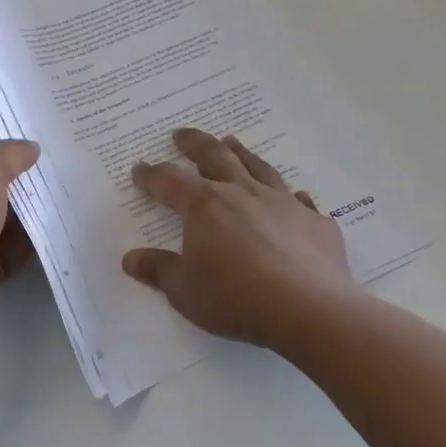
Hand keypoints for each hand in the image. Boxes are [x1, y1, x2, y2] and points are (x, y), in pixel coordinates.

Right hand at [122, 128, 357, 357]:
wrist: (310, 311)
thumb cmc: (236, 298)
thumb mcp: (184, 290)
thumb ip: (158, 270)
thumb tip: (131, 259)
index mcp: (204, 206)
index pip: (169, 181)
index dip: (151, 175)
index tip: (140, 169)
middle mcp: (242, 193)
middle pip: (214, 157)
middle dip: (194, 144)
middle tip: (181, 135)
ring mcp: (282, 204)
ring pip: (257, 167)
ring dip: (240, 153)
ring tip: (231, 142)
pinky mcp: (315, 222)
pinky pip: (299, 201)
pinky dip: (290, 197)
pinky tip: (292, 197)